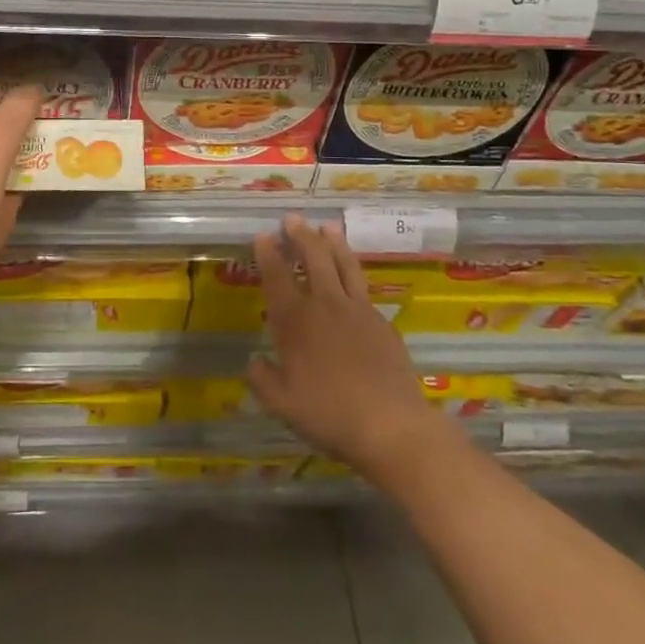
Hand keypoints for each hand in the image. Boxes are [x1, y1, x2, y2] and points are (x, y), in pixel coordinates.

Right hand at [244, 217, 448, 488]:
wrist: (391, 424)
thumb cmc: (329, 413)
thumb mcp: (281, 403)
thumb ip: (262, 379)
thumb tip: (254, 362)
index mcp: (296, 320)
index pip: (277, 277)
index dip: (268, 254)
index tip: (263, 235)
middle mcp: (326, 305)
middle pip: (313, 258)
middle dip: (301, 236)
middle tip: (293, 219)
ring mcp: (358, 310)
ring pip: (344, 264)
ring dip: (333, 243)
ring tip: (327, 227)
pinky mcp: (382, 322)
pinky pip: (364, 287)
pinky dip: (354, 272)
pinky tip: (352, 275)